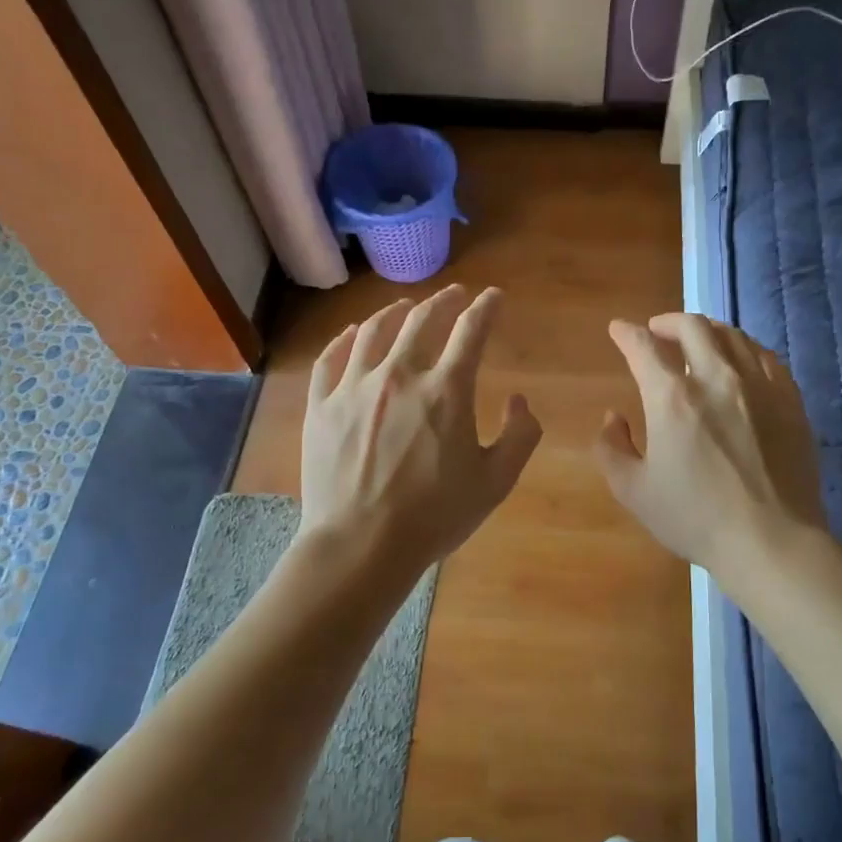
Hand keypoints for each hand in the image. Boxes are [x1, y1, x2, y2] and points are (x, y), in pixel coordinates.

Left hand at [299, 285, 541, 571]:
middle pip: (421, 320)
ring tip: (405, 306)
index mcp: (445, 391)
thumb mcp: (495, 482)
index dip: (486, 308)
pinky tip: (353, 334)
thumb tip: (519, 401)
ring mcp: (354, 388)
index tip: (493, 297)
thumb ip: (519, 436)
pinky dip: (346, 339)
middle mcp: (399, 375)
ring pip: (373, 331)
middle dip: (443, 301)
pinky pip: (331, 358)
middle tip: (454, 295)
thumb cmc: (434, 517)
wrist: (360, 546)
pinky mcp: (321, 406)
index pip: (471, 331)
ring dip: (395, 312)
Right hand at [595, 313, 826, 577]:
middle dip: (667, 321)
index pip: (643, 347)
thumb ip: (612, 448)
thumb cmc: (695, 518)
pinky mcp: (790, 400)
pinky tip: (739, 361)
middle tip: (656, 331)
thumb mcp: (633, 491)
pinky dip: (743, 348)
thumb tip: (613, 418)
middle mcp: (716, 378)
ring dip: (706, 330)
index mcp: (672, 398)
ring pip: (732, 334)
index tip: (618, 330)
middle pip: (692, 326)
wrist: (771, 540)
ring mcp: (759, 385)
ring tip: (696, 340)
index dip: (626, 333)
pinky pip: (765, 356)